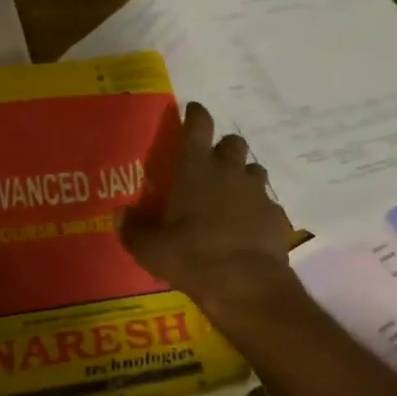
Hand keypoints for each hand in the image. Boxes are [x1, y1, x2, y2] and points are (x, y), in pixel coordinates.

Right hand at [121, 102, 294, 317]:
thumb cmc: (192, 257)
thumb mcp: (151, 249)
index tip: (193, 110)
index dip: (196, 114)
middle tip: (212, 164)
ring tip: (232, 195)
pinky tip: (250, 226)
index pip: (198, 125)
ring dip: (243, 176)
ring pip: (254, 169)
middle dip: (223, 148)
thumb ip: (134, 229)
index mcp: (195, 169)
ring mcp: (256, 192)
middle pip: (232, 142)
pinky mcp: (275, 215)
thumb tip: (120, 213)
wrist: (247, 285)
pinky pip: (267, 203)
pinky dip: (258, 208)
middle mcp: (228, 172)